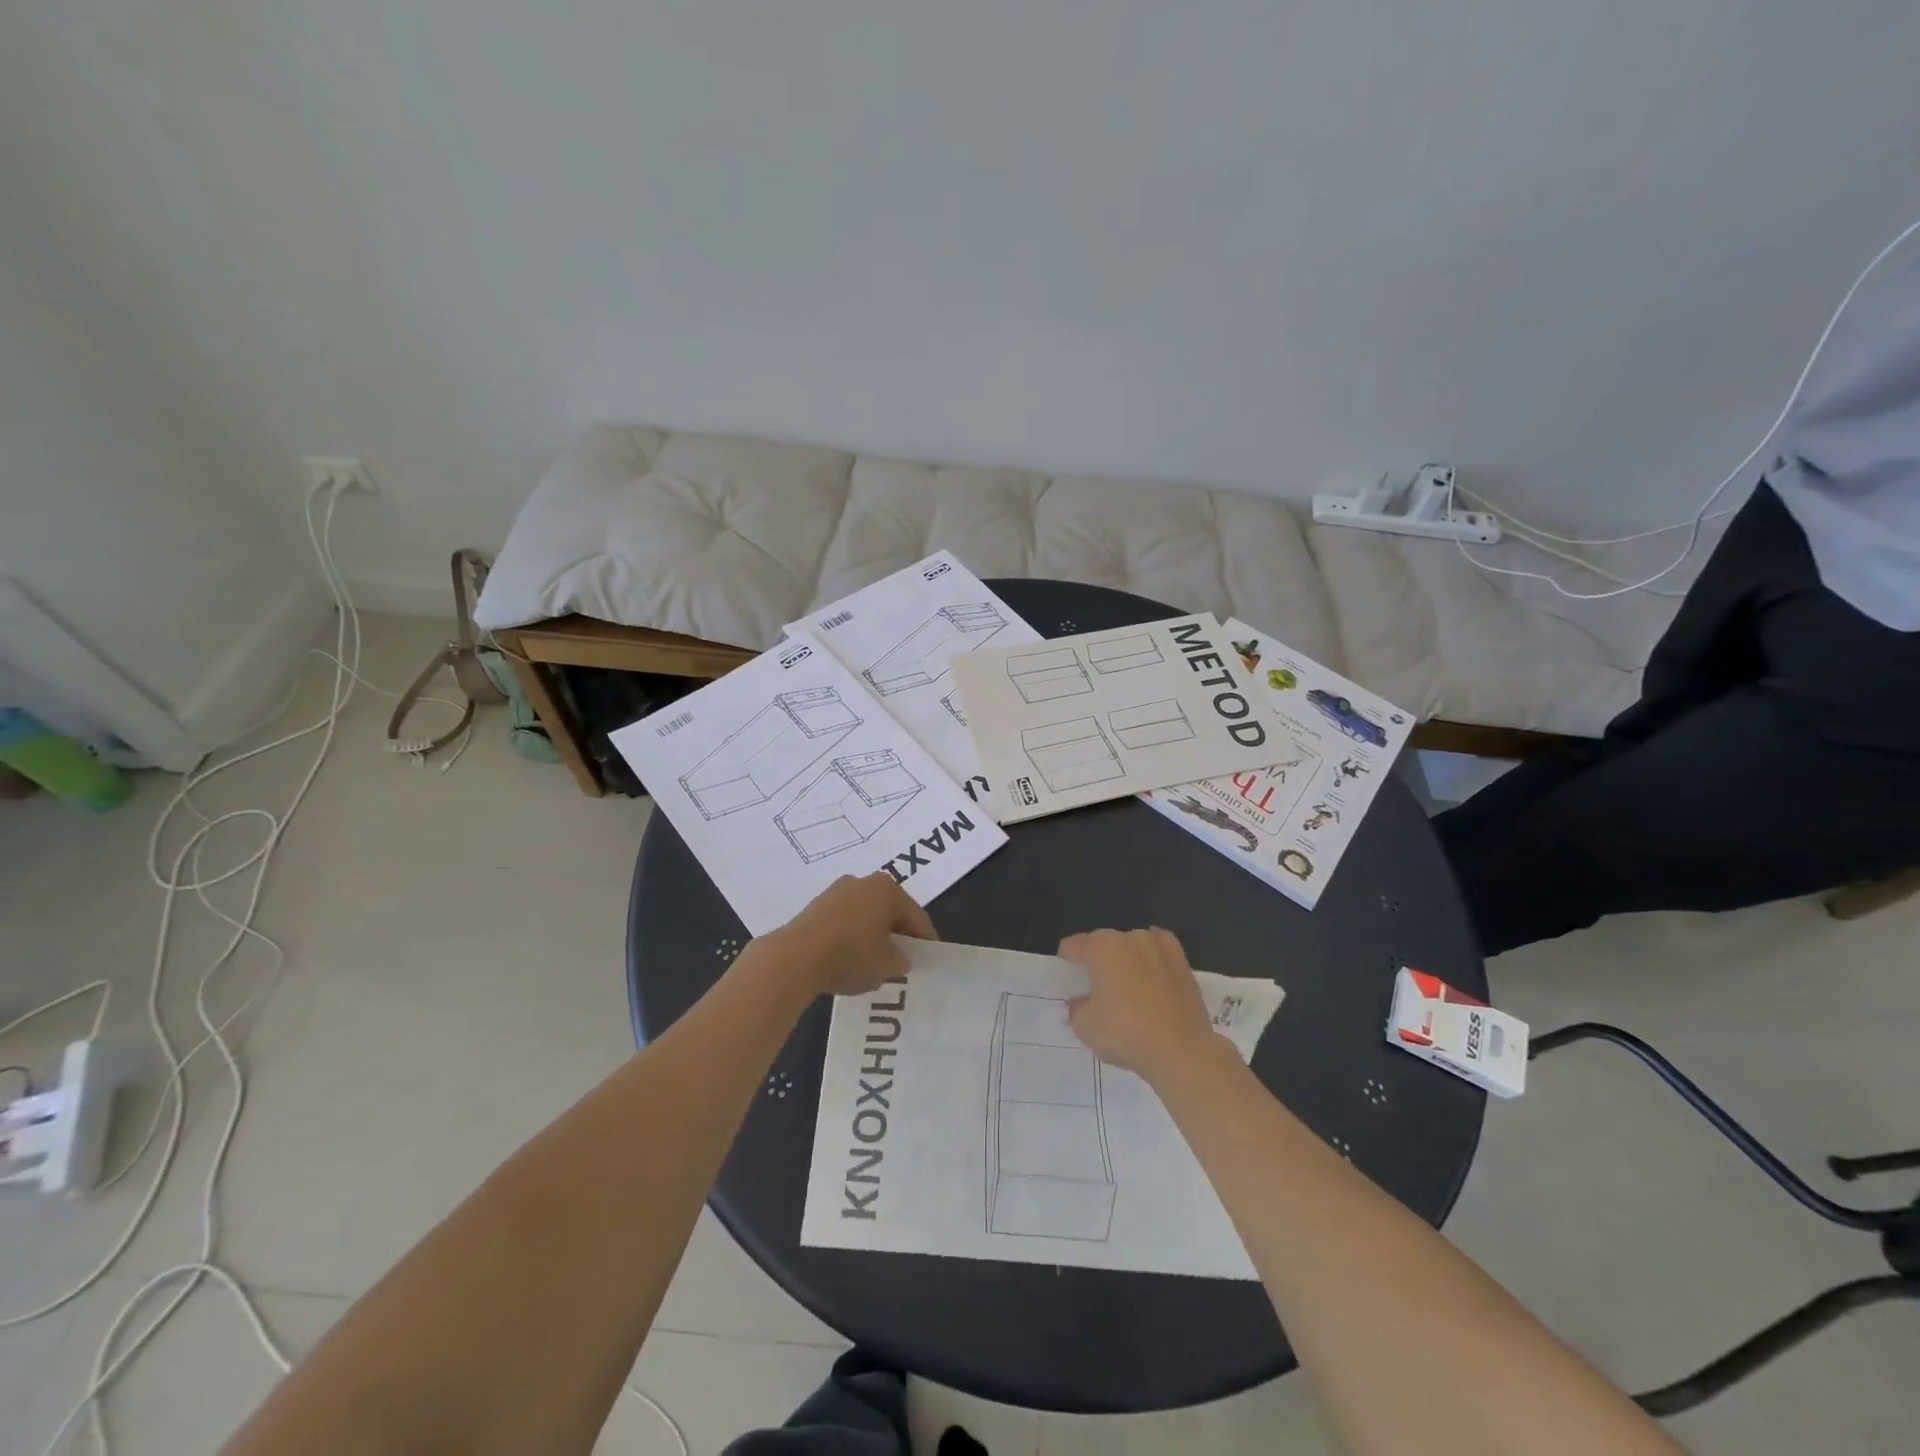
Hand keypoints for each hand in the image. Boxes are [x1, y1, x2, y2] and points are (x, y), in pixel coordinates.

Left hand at [766, 874, 938, 996]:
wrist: (796, 957)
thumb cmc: (852, 955)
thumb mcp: (887, 965)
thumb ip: (901, 961)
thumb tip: (900, 959)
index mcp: (887, 889)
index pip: (915, 916)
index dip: (925, 939)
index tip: (930, 957)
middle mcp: (862, 882)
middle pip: (889, 911)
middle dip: (897, 934)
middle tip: (904, 958)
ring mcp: (835, 892)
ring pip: (865, 915)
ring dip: (872, 935)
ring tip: (876, 961)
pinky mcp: (815, 907)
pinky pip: (843, 922)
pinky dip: (851, 937)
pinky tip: (849, 958)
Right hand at [1059, 928, 1224, 1083]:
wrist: (1182, 1051)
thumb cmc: (1126, 1033)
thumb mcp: (1085, 1027)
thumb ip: (1077, 1009)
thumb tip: (1080, 1003)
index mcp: (1102, 948)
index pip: (1075, 946)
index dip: (1067, 959)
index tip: (1066, 974)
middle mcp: (1131, 939)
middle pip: (1105, 944)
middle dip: (1098, 960)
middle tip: (1094, 986)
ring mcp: (1160, 948)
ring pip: (1134, 947)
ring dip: (1126, 960)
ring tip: (1125, 985)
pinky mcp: (1184, 964)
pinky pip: (1160, 955)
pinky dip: (1153, 962)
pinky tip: (1151, 976)